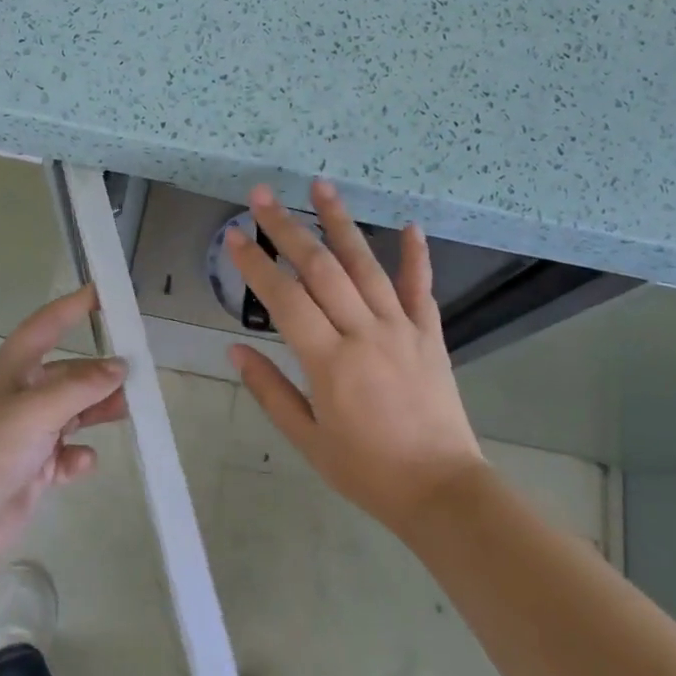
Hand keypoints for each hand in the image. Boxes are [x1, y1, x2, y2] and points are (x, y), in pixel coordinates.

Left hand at [0, 285, 127, 561]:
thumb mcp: (37, 410)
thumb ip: (82, 387)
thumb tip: (120, 367)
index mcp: (13, 369)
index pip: (46, 325)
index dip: (73, 307)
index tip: (105, 291)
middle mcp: (21, 395)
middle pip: (69, 373)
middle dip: (99, 373)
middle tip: (137, 375)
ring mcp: (28, 433)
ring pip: (74, 412)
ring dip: (98, 410)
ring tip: (128, 410)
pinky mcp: (34, 467)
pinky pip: (67, 454)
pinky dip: (78, 456)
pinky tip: (82, 463)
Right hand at [227, 181, 485, 535]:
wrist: (442, 490)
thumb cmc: (366, 470)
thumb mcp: (308, 439)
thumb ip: (270, 390)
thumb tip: (235, 349)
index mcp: (329, 362)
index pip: (285, 299)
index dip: (256, 265)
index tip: (234, 235)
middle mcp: (365, 333)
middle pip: (321, 268)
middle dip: (288, 228)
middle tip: (263, 195)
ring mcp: (402, 329)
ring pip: (367, 265)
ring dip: (341, 222)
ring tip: (321, 185)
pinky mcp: (430, 334)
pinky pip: (420, 288)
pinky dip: (415, 255)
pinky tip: (409, 225)